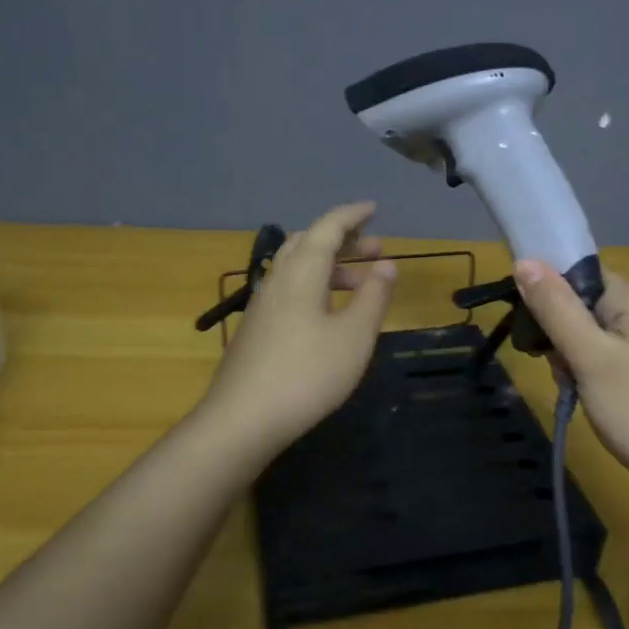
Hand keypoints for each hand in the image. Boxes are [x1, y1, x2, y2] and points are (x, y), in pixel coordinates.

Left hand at [200, 203, 396, 459]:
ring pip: (297, 268)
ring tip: (361, 284)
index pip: (327, 228)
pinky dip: (315, 287)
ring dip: (330, 266)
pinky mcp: (256, 330)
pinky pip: (289, 291)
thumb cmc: (307, 374)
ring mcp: (262, 306)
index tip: (373, 208)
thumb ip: (373, 297)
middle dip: (343, 240)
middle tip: (375, 249)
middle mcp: (277, 280)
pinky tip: (328, 314)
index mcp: (301, 273)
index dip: (351, 215)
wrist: (242, 419)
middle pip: (308, 244)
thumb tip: (387, 265)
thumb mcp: (354, 337)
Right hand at [513, 259, 628, 501]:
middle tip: (558, 367)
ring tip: (574, 388)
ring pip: (590, 332)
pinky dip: (589, 371)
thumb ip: (555, 308)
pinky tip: (588, 397)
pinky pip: (606, 355)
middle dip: (558, 331)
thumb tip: (523, 261)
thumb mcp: (590, 357)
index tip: (529, 325)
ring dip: (571, 356)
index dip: (547, 291)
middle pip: (582, 302)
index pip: (578, 272)